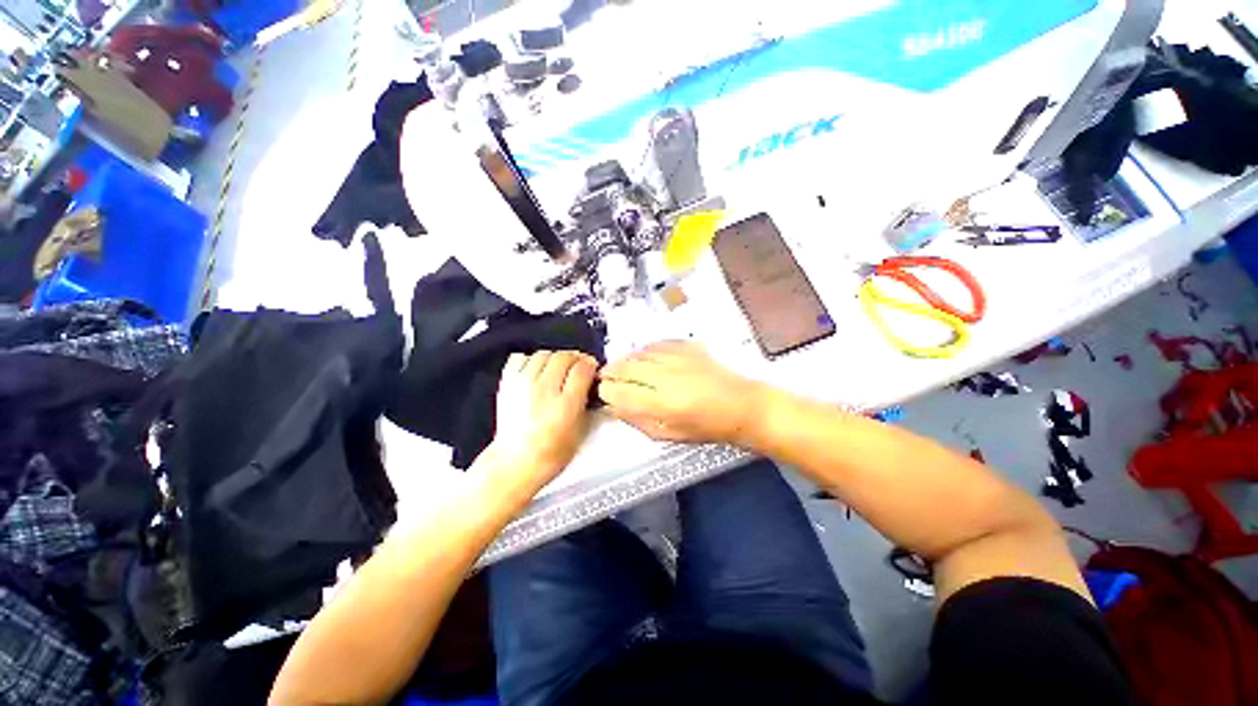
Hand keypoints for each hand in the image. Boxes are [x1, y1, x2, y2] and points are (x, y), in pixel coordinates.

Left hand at [482, 351, 597, 490]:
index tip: (592, 370)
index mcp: (565, 405)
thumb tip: (592, 384)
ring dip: (555, 359)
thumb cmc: (549, 454)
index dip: (591, 366)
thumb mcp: (581, 431)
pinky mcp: (507, 383)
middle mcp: (543, 390)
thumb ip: (589, 402)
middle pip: (564, 356)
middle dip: (575, 360)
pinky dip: (531, 360)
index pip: (583, 368)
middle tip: (578, 369)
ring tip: (558, 370)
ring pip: (544, 353)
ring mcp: (522, 384)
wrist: (515, 463)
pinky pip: (521, 357)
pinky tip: (536, 371)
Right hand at [599, 341, 765, 443]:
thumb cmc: (706, 427)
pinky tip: (644, 358)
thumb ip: (638, 420)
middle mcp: (665, 376)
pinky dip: (644, 351)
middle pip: (625, 367)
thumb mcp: (669, 435)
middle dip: (610, 372)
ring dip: (626, 361)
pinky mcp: (686, 346)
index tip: (604, 393)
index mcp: (661, 403)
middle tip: (607, 378)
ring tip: (624, 369)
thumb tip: (614, 406)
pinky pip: (655, 344)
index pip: (619, 391)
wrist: (741, 405)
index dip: (606, 391)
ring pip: (638, 353)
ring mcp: (676, 357)